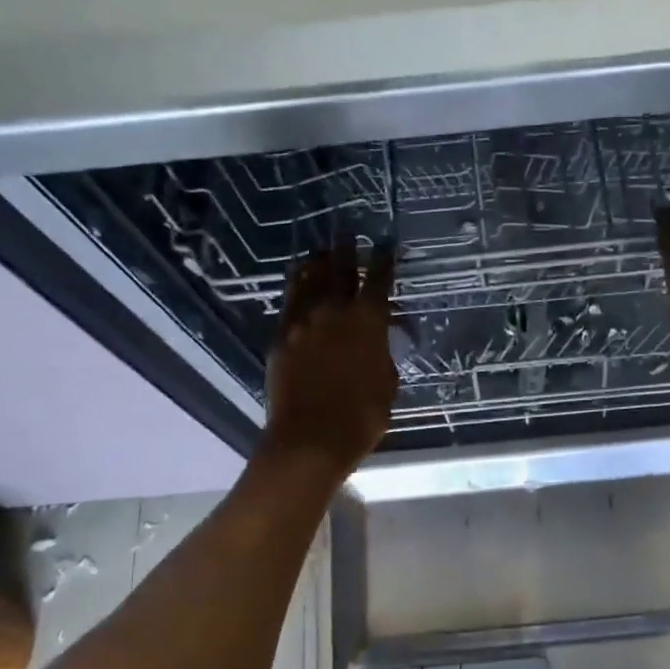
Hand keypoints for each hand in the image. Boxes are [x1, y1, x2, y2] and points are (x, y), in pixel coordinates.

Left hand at [262, 245, 398, 473]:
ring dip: (317, 263)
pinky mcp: (281, 337)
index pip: (379, 280)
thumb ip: (384, 354)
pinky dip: (297, 288)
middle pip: (340, 270)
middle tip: (347, 230)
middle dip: (346, 249)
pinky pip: (289, 303)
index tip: (385, 244)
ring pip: (308, 280)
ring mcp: (302, 322)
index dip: (384, 260)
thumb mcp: (388, 384)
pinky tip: (299, 283)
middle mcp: (334, 311)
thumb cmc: (362, 417)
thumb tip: (382, 340)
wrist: (311, 438)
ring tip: (320, 251)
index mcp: (368, 321)